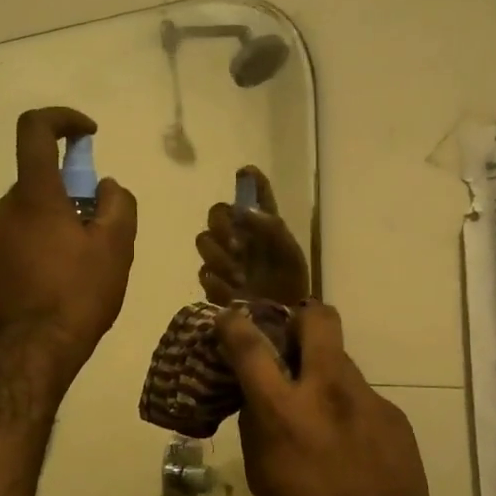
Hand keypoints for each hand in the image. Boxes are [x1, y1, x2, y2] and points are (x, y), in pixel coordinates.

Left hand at [0, 108, 137, 374]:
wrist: (31, 350)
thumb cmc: (77, 294)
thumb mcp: (116, 247)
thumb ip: (118, 204)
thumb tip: (105, 187)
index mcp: (33, 194)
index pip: (35, 129)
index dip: (63, 119)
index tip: (88, 134)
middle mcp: (4, 207)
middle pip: (41, 179)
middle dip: (74, 191)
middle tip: (102, 227)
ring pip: (34, 210)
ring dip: (62, 219)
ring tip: (88, 261)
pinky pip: (24, 234)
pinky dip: (47, 240)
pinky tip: (67, 277)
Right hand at [195, 166, 311, 308]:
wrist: (284, 323)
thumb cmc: (291, 285)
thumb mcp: (290, 255)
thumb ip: (272, 229)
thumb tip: (246, 211)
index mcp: (262, 225)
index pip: (253, 194)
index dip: (250, 180)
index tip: (245, 172)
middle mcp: (240, 236)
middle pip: (216, 213)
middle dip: (222, 225)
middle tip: (237, 245)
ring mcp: (224, 259)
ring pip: (204, 241)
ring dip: (220, 256)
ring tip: (240, 277)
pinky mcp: (214, 283)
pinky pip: (205, 273)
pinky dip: (218, 281)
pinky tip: (233, 290)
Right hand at [218, 301, 430, 495]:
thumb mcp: (261, 474)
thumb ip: (257, 425)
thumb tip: (257, 399)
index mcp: (284, 409)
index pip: (251, 347)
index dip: (234, 324)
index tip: (229, 317)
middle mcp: (327, 390)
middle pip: (318, 319)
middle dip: (300, 317)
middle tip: (291, 338)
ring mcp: (366, 398)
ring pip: (341, 361)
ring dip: (324, 372)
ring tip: (320, 409)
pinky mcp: (392, 414)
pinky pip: (361, 397)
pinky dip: (347, 408)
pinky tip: (349, 442)